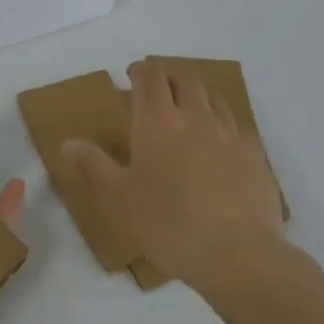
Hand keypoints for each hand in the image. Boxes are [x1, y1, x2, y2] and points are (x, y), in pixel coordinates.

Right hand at [64, 58, 285, 292]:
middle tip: (157, 92)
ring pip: (215, 97)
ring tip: (188, 110)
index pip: (150, 77)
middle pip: (185, 79)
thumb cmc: (169, 224)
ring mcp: (230, 134)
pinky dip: (225, 122)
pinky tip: (221, 142)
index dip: (140, 70)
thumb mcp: (119, 199)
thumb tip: (67, 142)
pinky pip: (238, 125)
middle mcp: (196, 117)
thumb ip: (93, 165)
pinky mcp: (256, 155)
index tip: (131, 76)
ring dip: (198, 95)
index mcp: (158, 122)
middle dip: (169, 78)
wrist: (238, 254)